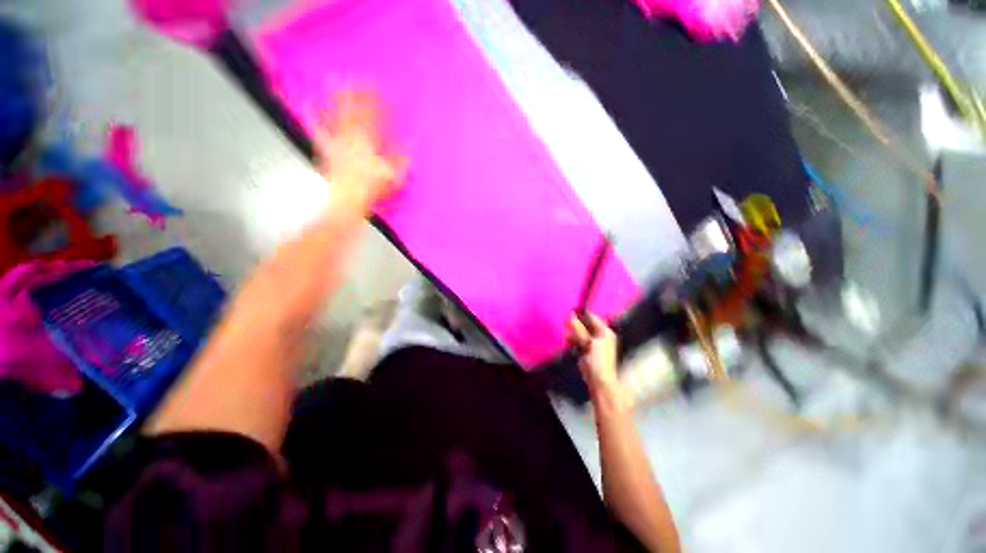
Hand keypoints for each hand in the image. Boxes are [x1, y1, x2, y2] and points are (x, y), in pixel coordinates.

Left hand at [315, 89, 405, 210]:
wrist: (346, 201)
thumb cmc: (371, 190)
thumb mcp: (394, 178)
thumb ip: (401, 160)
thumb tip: (408, 145)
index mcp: (371, 146)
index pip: (377, 120)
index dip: (381, 105)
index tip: (384, 92)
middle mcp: (354, 139)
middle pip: (357, 113)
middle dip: (361, 95)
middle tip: (362, 79)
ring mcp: (339, 143)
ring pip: (340, 116)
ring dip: (341, 98)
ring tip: (341, 82)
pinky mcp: (328, 150)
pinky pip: (321, 130)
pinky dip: (316, 116)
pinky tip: (311, 105)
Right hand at [568, 313, 619, 396]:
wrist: (600, 382)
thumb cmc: (598, 361)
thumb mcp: (588, 343)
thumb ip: (579, 329)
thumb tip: (570, 315)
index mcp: (605, 332)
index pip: (592, 317)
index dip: (580, 313)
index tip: (569, 309)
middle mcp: (600, 335)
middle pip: (585, 324)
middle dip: (575, 322)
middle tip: (564, 319)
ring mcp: (593, 343)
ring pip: (580, 332)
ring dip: (572, 331)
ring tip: (563, 329)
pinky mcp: (586, 350)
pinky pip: (578, 340)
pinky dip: (572, 338)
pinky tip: (566, 338)